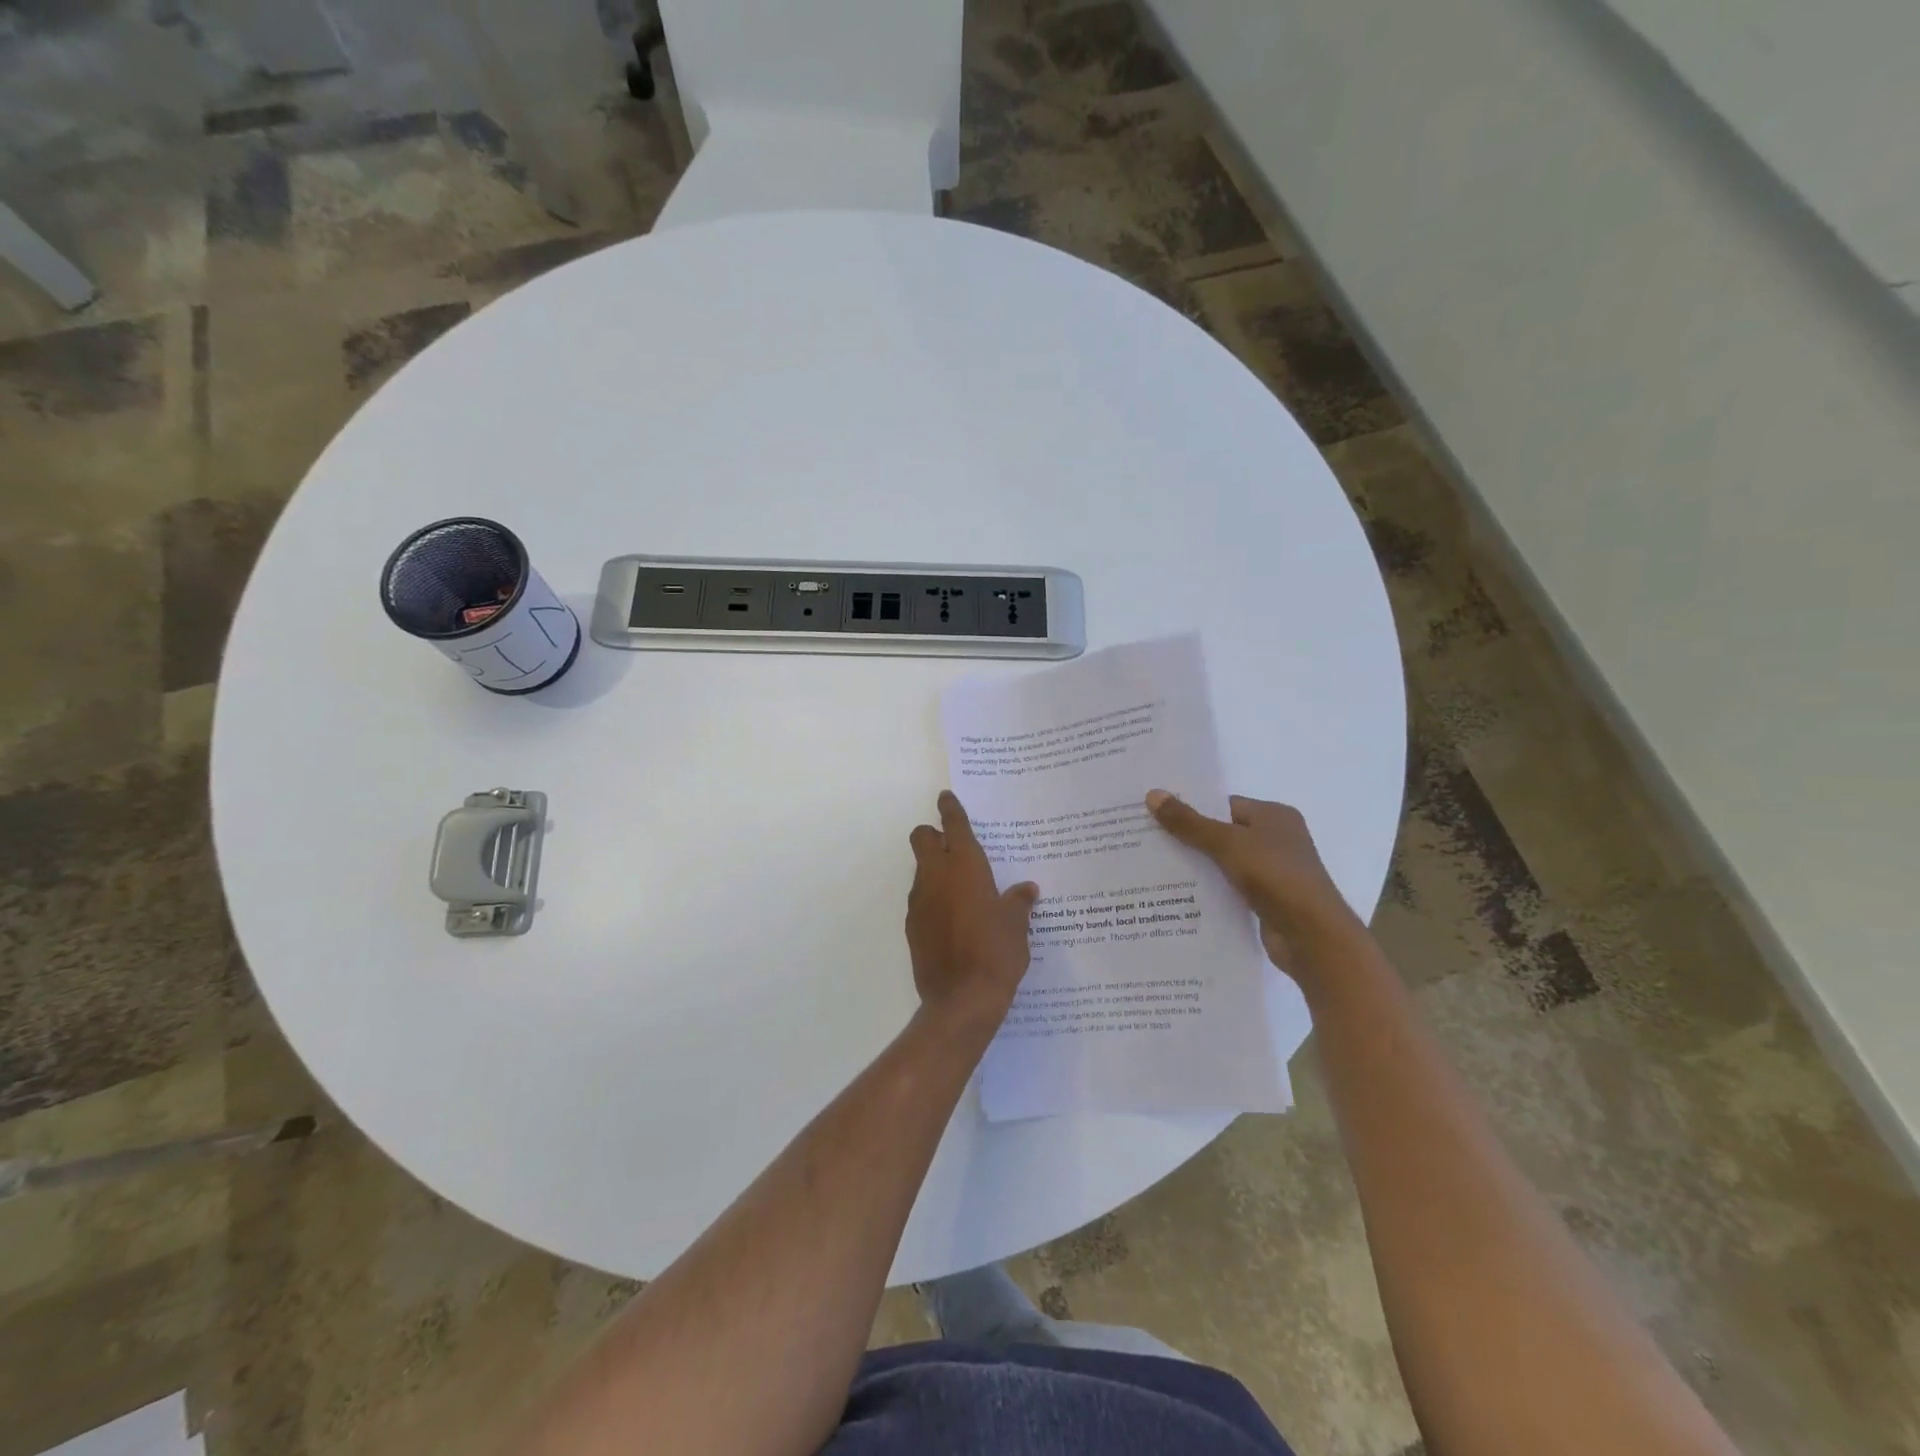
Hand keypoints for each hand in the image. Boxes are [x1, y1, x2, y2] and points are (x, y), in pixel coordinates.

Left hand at [906, 792, 1038, 1031]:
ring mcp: (919, 901)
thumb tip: (1026, 890)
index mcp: (965, 866)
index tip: (947, 798)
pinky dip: (933, 899)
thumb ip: (1018, 902)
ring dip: (934, 869)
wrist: (962, 999)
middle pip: (921, 837)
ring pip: (920, 869)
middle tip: (954, 845)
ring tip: (961, 889)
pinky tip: (953, 919)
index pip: (953, 825)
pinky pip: (921, 899)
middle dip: (933, 834)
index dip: (950, 808)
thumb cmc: (996, 952)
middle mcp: (936, 876)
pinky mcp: (912, 926)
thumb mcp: (1017, 924)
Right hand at [1144, 791, 1359, 974]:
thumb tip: (1152, 794)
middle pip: (1223, 833)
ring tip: (1154, 868)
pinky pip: (1230, 888)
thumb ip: (1189, 822)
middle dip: (1189, 839)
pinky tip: (1179, 896)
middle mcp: (1277, 840)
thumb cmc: (1275, 875)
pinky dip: (1210, 890)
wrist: (1312, 936)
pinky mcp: (1267, 901)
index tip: (1155, 814)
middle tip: (1147, 840)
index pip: (1224, 805)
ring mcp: (1273, 873)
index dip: (1191, 808)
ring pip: (1225, 863)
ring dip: (1197, 867)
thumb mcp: (1227, 843)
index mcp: (1274, 816)